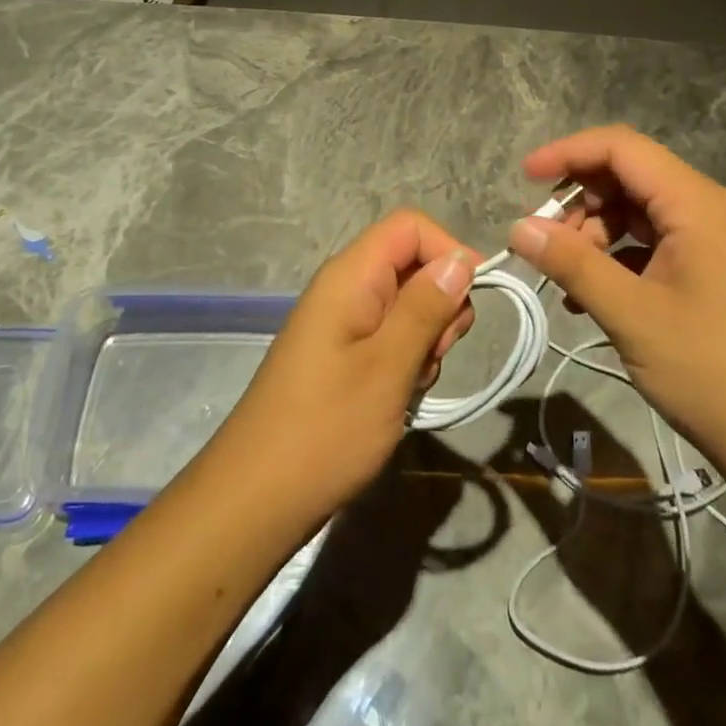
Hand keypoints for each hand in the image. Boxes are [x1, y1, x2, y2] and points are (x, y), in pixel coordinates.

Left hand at [212, 210, 476, 528]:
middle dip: (439, 305)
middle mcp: (345, 288)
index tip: (469, 302)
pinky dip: (406, 362)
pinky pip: (390, 338)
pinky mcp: (343, 355)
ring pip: (407, 306)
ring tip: (409, 385)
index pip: (410, 227)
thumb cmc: (326, 429)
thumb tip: (462, 259)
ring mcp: (342, 323)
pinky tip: (396, 399)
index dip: (447, 251)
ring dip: (425, 340)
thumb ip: (426, 307)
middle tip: (433, 354)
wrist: (256, 499)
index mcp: (350, 275)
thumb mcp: (388, 366)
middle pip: (412, 265)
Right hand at [508, 125, 725, 483]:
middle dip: (578, 200)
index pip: (621, 148)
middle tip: (544, 241)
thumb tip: (517, 228)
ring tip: (567, 277)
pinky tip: (587, 297)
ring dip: (592, 233)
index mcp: (694, 204)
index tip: (525, 179)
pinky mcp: (705, 270)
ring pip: (634, 211)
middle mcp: (704, 209)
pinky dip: (613, 258)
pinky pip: (648, 243)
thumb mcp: (631, 314)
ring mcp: (707, 241)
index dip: (568, 153)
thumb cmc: (710, 370)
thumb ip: (572, 263)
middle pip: (627, 176)